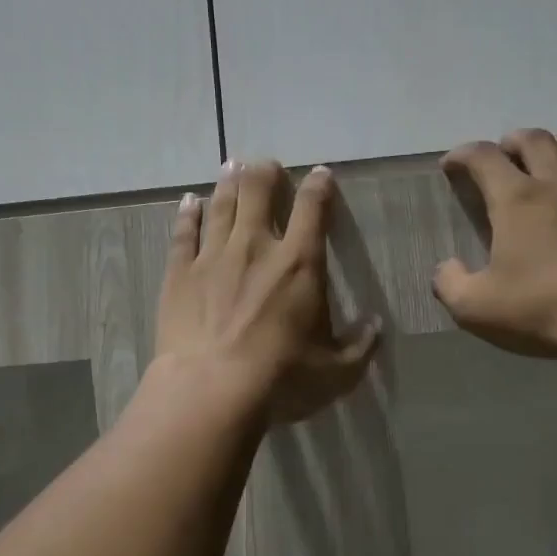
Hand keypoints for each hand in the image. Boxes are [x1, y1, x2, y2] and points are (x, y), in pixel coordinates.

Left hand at [153, 159, 379, 422]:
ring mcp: (213, 256)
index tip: (321, 174)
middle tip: (267, 166)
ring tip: (232, 166)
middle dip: (265, 172)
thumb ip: (361, 346)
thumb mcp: (337, 372)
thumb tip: (376, 325)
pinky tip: (189, 201)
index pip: (313, 208)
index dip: (319, 186)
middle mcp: (256, 246)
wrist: (211, 389)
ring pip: (222, 204)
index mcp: (300, 263)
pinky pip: (184, 233)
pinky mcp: (180, 272)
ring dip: (229, 182)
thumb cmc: (281, 378)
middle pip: (258, 190)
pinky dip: (188, 214)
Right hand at [434, 129, 556, 361]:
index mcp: (517, 200)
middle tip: (502, 156)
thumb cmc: (544, 309)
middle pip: (535, 140)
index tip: (451, 165)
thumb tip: (446, 267)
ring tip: (550, 160)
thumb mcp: (475, 308)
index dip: (462, 155)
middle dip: (512, 142)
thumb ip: (450, 283)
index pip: (483, 157)